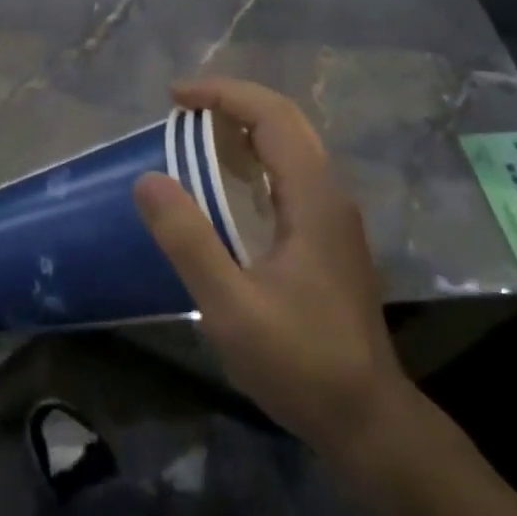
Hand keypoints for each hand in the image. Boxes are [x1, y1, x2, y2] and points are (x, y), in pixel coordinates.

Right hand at [134, 78, 428, 495]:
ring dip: (242, 129)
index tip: (175, 97)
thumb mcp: (232, 306)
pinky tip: (223, 182)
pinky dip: (251, 160)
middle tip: (179, 108)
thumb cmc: (301, 363)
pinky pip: (287, 175)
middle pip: (285, 122)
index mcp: (313, 198)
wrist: (368, 420)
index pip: (272, 116)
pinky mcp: (326, 237)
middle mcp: (329, 194)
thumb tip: (148, 179)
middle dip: (232, 102)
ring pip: (289, 147)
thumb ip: (189, 240)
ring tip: (192, 134)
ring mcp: (331, 216)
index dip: (223, 94)